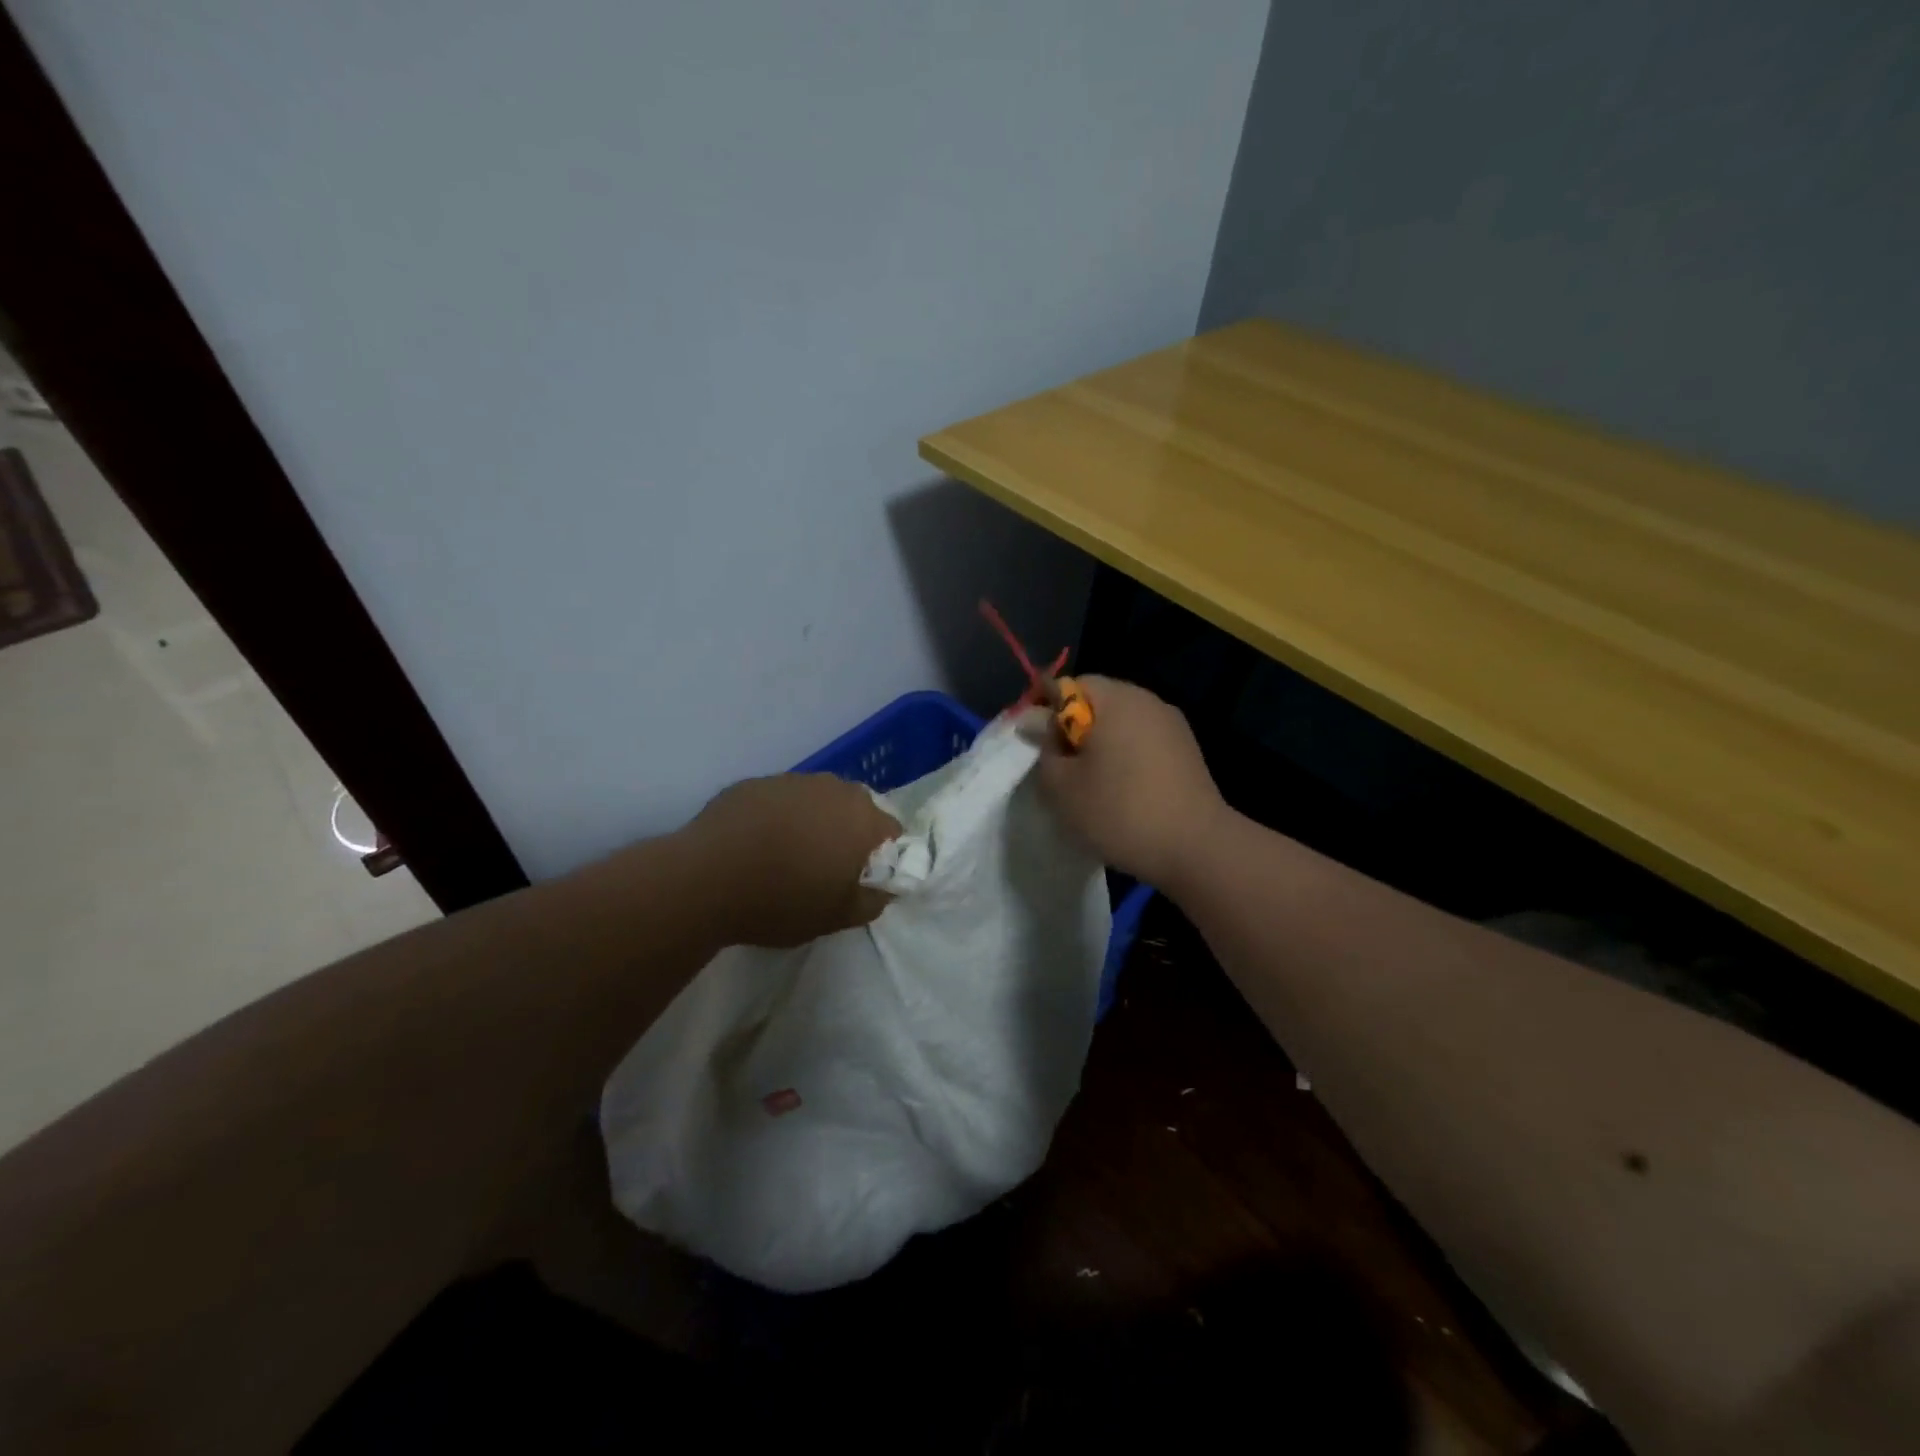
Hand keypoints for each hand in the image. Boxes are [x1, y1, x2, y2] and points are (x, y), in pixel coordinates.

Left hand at [684, 773, 899, 947]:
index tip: (859, 880)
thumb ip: (872, 901)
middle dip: (847, 835)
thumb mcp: (836, 917)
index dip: (881, 858)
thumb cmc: (781, 900)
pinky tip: (755, 845)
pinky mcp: (754, 783)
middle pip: (855, 810)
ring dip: (812, 822)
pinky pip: (779, 800)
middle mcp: (832, 788)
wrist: (705, 879)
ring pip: (816, 801)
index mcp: (861, 817)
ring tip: (785, 856)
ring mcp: (791, 780)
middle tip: (824, 869)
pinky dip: (777, 818)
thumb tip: (882, 889)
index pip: (892, 832)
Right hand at [1029, 676, 1227, 887]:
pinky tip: (1119, 791)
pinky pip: (1142, 740)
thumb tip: (1035, 721)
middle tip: (1055, 765)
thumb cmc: (1120, 811)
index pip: (1066, 685)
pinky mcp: (1186, 750)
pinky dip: (1123, 756)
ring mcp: (1171, 724)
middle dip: (1070, 727)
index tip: (1030, 740)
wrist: (1196, 848)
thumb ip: (1043, 748)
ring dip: (1098, 744)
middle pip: (1095, 701)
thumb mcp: (1062, 786)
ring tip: (1086, 782)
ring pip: (1120, 722)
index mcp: (1114, 699)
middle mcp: (1146, 700)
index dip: (1041, 707)